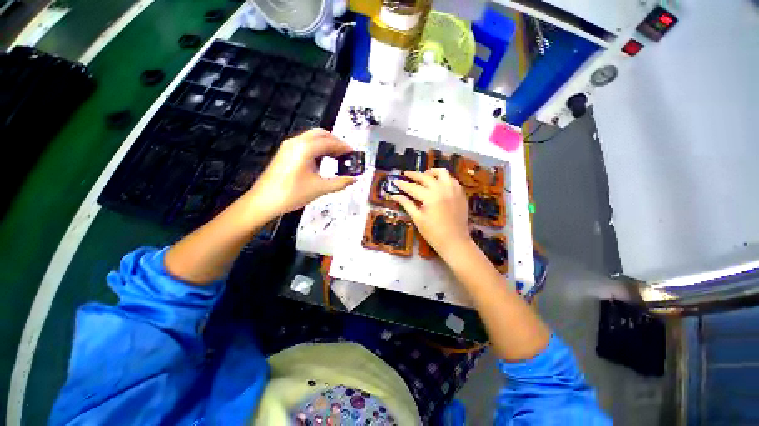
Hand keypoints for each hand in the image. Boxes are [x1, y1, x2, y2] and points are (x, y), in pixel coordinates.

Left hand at [245, 129, 355, 219]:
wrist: (264, 201)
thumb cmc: (291, 194)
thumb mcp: (319, 188)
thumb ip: (339, 183)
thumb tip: (354, 179)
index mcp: (305, 149)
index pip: (329, 142)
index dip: (344, 147)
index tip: (353, 154)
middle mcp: (296, 142)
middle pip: (321, 134)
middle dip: (335, 142)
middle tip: (346, 154)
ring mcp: (289, 146)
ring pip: (312, 138)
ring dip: (326, 145)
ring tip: (337, 158)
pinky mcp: (285, 152)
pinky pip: (305, 144)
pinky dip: (317, 149)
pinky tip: (322, 161)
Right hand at [391, 168, 472, 258]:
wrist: (455, 242)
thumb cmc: (433, 233)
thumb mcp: (417, 218)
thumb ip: (407, 204)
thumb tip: (395, 195)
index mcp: (430, 196)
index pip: (413, 187)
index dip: (403, 184)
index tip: (395, 181)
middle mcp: (443, 189)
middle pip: (426, 177)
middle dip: (414, 175)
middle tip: (406, 174)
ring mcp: (454, 190)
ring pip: (442, 173)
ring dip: (431, 172)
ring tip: (424, 175)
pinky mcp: (460, 193)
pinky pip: (452, 179)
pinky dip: (444, 178)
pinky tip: (438, 184)